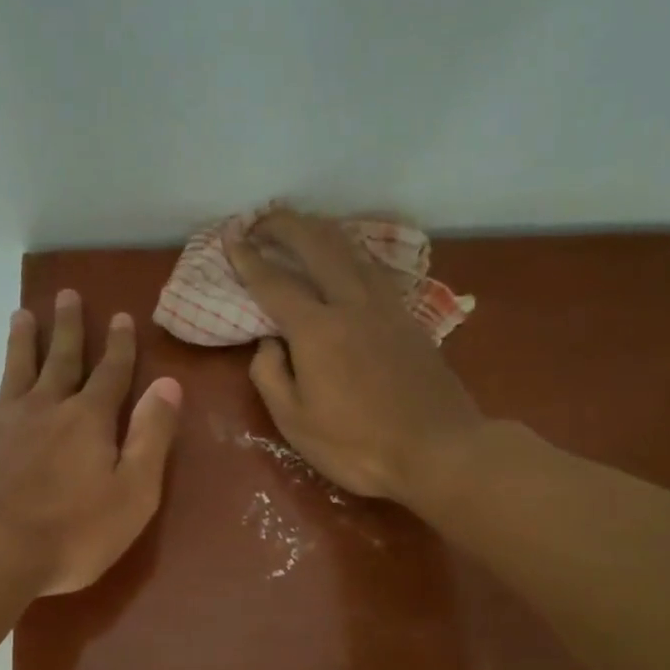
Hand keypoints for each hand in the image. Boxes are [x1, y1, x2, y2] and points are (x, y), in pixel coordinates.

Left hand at [0, 291, 182, 595]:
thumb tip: (168, 384)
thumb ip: (152, 436)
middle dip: (68, 327)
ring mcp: (0, 425)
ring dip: (20, 344)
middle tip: (66, 294)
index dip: (119, 345)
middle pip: (60, 360)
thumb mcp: (133, 492)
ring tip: (20, 314)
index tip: (120, 315)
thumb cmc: (72, 533)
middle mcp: (44, 409)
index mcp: (88, 420)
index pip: (111, 373)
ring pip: (13, 372)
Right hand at [229, 210, 481, 506]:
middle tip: (261, 219)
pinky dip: (351, 252)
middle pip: (317, 245)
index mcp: (316, 330)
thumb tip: (268, 343)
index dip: (248, 258)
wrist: (439, 451)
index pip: (273, 282)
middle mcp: (351, 304)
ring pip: (352, 249)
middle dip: (285, 225)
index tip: (230, 236)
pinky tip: (347, 258)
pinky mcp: (409, 317)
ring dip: (320, 230)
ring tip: (300, 226)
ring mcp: (386, 307)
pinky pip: (374, 268)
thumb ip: (270, 376)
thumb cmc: (357, 445)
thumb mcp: (294, 422)